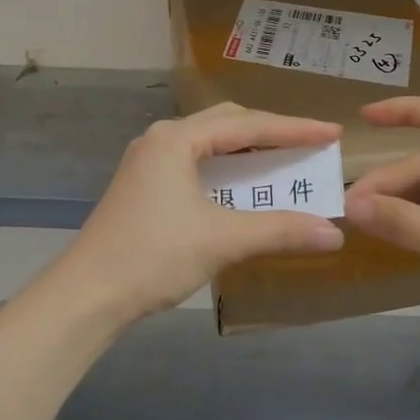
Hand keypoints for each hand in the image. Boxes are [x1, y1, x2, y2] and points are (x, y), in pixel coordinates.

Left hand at [57, 104, 345, 327]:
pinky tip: (244, 190)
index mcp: (176, 139)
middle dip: (271, 133)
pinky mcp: (143, 185)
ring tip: (285, 163)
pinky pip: (196, 164)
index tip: (332, 132)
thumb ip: (279, 231)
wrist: (86, 294)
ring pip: (210, 145)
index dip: (294, 129)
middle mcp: (161, 139)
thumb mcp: (221, 240)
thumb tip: (333, 234)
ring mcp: (148, 162)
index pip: (247, 125)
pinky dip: (226, 172)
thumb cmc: (152, 256)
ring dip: (248, 154)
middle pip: (227, 124)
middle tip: (310, 145)